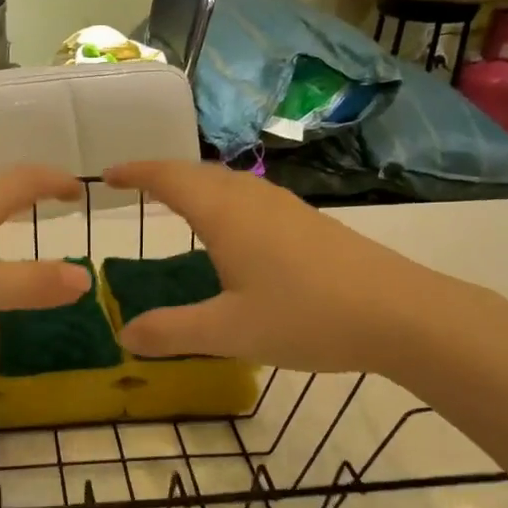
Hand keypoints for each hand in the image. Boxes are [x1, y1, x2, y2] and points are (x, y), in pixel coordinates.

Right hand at [102, 160, 459, 374]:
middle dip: (162, 175)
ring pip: (229, 183)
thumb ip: (172, 332)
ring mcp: (286, 208)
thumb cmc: (307, 316)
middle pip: (199, 173)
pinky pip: (251, 198)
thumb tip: (124, 334)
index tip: (107, 177)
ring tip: (176, 204)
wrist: (400, 313)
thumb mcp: (229, 332)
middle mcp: (254, 199)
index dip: (136, 173)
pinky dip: (223, 201)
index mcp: (226, 215)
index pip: (170, 178)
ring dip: (196, 185)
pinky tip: (232, 231)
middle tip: (134, 188)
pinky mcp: (309, 224)